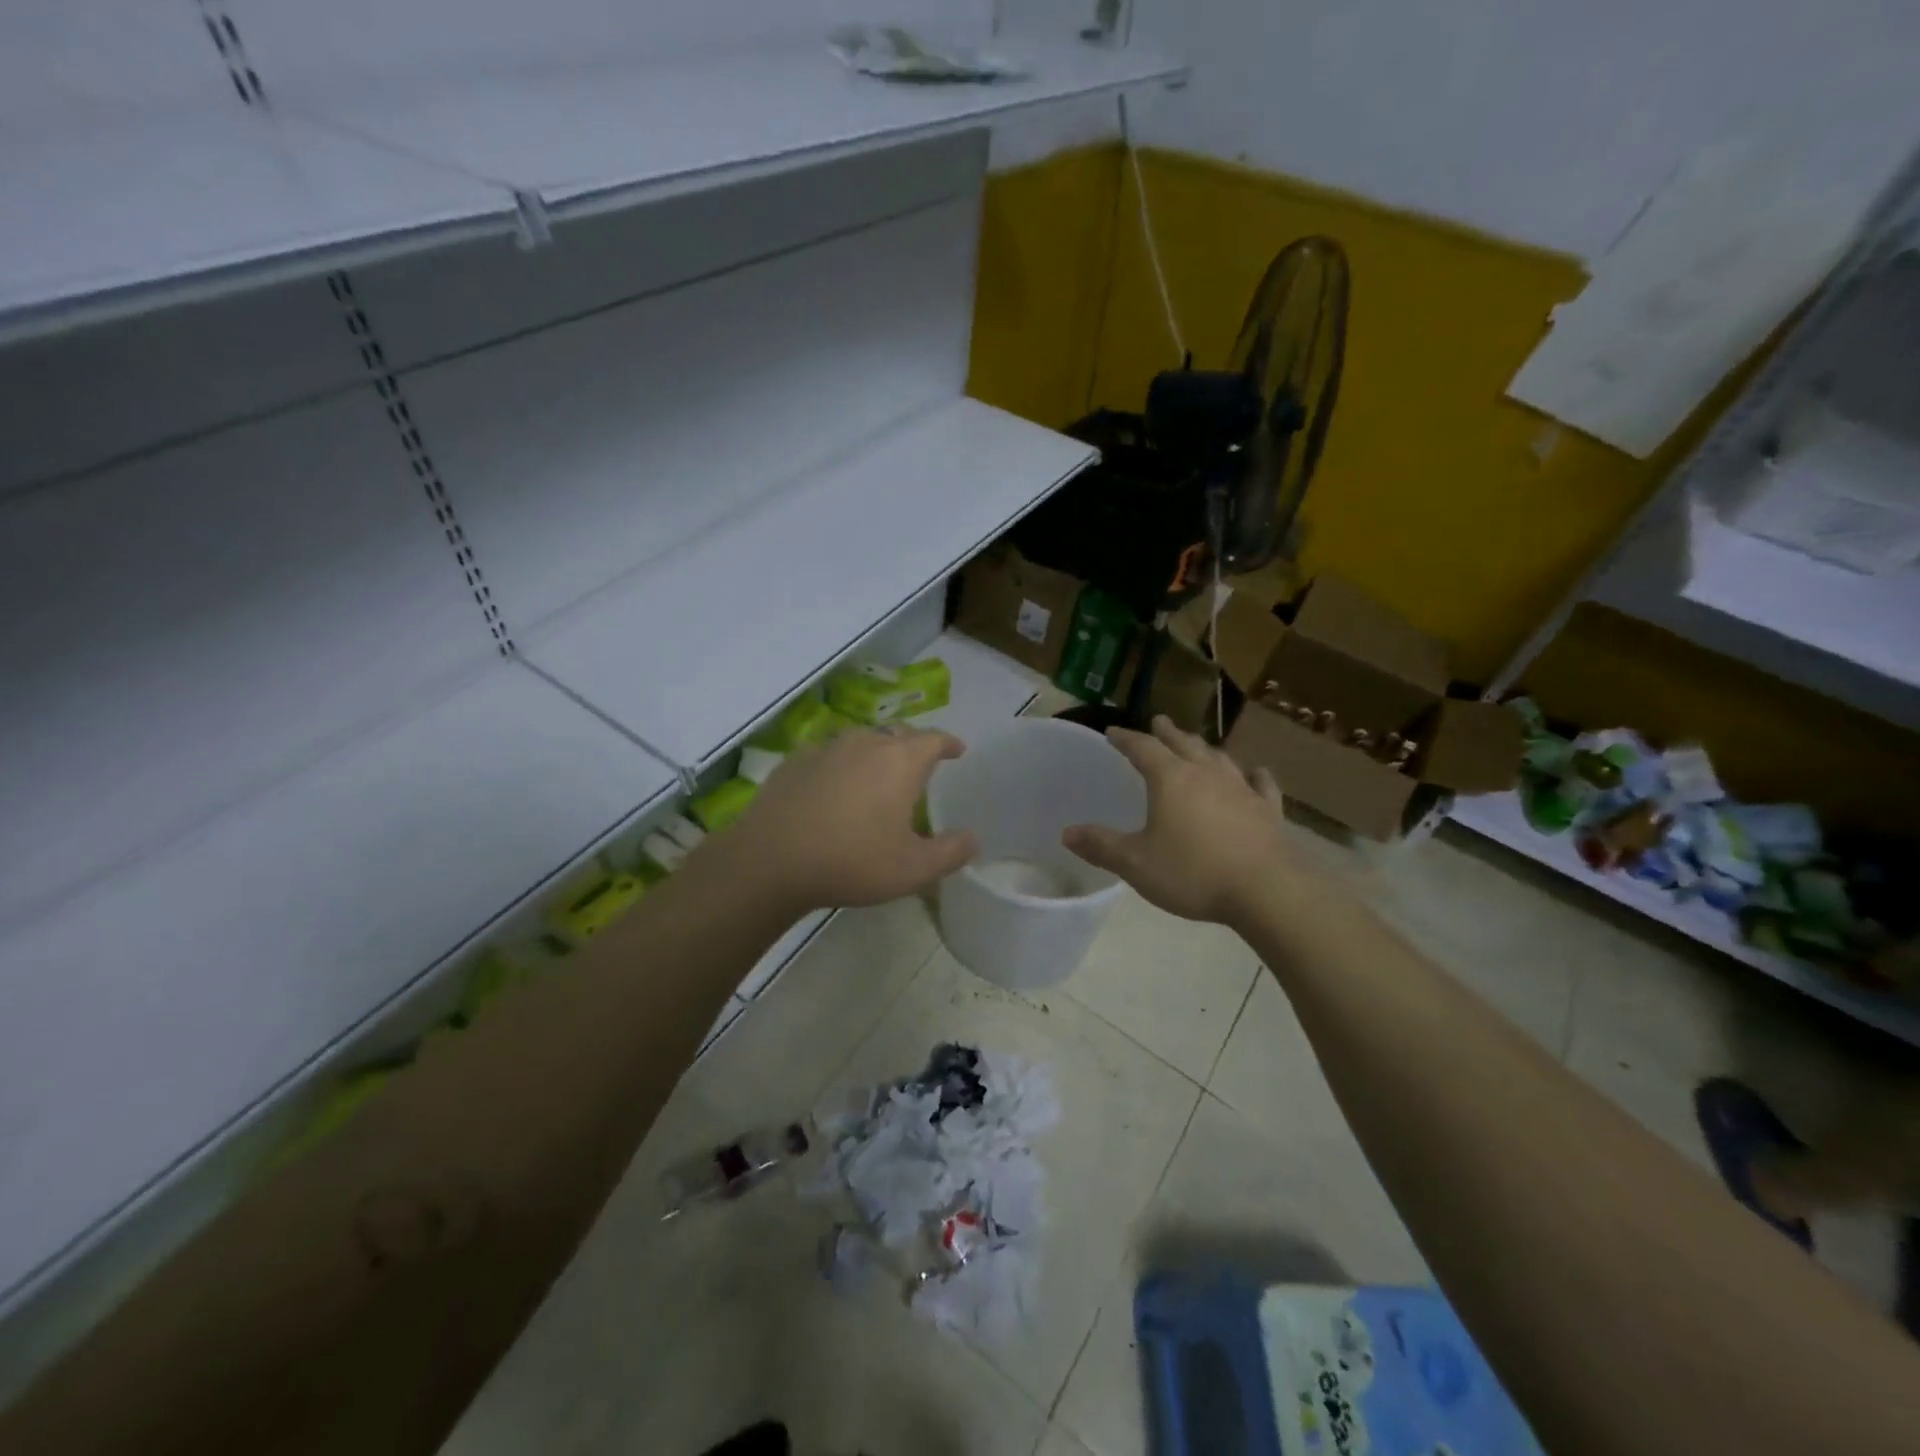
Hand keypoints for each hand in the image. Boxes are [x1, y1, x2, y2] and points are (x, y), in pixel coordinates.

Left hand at [715, 726, 977, 912]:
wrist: (771, 860)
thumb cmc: (853, 861)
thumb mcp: (913, 869)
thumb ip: (950, 852)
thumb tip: (973, 839)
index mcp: (901, 761)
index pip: (934, 739)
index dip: (948, 743)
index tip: (957, 750)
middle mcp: (866, 743)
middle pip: (898, 733)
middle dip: (913, 745)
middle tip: (920, 764)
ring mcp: (826, 748)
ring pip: (861, 740)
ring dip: (875, 751)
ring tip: (877, 773)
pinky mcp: (794, 761)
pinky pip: (828, 754)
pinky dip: (840, 764)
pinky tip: (833, 785)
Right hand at [1063, 715, 1300, 925]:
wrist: (1266, 890)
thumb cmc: (1193, 872)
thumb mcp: (1136, 864)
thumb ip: (1101, 846)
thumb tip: (1067, 833)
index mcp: (1170, 780)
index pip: (1142, 748)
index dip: (1126, 739)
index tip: (1112, 732)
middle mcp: (1206, 774)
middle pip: (1183, 744)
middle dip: (1167, 733)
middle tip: (1159, 722)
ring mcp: (1241, 789)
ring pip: (1219, 758)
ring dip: (1204, 748)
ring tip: (1197, 745)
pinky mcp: (1268, 810)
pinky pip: (1260, 784)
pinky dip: (1253, 775)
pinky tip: (1255, 772)